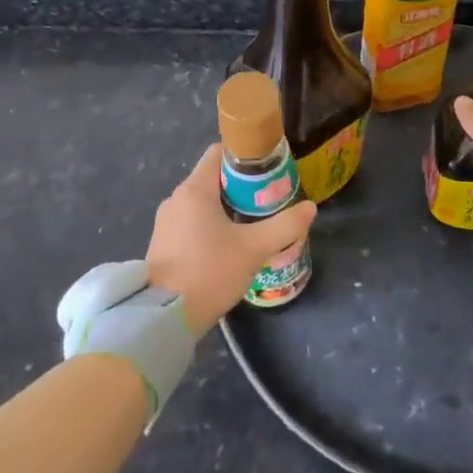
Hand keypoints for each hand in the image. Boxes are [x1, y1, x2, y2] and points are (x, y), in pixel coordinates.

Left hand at [146, 145, 315, 336]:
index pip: (219, 152)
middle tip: (267, 201)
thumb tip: (310, 208)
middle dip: (240, 186)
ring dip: (225, 208)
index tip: (267, 170)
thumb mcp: (253, 249)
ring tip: (251, 225)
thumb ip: (284, 226)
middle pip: (213, 178)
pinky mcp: (162, 244)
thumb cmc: (208, 272)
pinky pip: (190, 223)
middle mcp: (176, 198)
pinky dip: (209, 226)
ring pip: (202, 203)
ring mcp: (165, 222)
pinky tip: (227, 247)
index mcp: (195, 189)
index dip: (245, 156)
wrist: (163, 319)